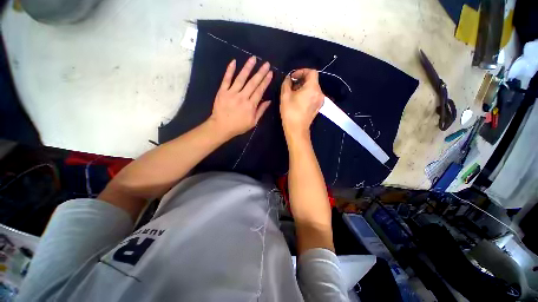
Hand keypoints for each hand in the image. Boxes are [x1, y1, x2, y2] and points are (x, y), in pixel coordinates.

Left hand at [208, 56, 272, 139]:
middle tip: (266, 63)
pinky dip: (230, 70)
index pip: (260, 90)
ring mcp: (231, 93)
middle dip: (260, 72)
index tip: (270, 73)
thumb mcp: (253, 122)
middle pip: (253, 83)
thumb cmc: (238, 126)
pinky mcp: (222, 91)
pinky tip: (234, 62)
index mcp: (250, 105)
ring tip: (253, 59)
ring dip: (247, 68)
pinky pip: (226, 79)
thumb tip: (268, 101)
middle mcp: (242, 97)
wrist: (221, 127)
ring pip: (241, 78)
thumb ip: (261, 111)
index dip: (266, 81)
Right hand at [280, 69, 324, 138]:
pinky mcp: (318, 107)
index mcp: (313, 88)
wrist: (297, 129)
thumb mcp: (285, 96)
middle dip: (301, 80)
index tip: (293, 77)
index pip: (312, 72)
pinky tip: (298, 100)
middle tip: (291, 86)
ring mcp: (320, 101)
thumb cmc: (290, 112)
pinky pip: (314, 95)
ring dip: (304, 87)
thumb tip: (289, 78)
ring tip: (294, 93)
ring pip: (313, 88)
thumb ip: (287, 83)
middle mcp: (320, 93)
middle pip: (313, 80)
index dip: (302, 71)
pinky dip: (307, 94)